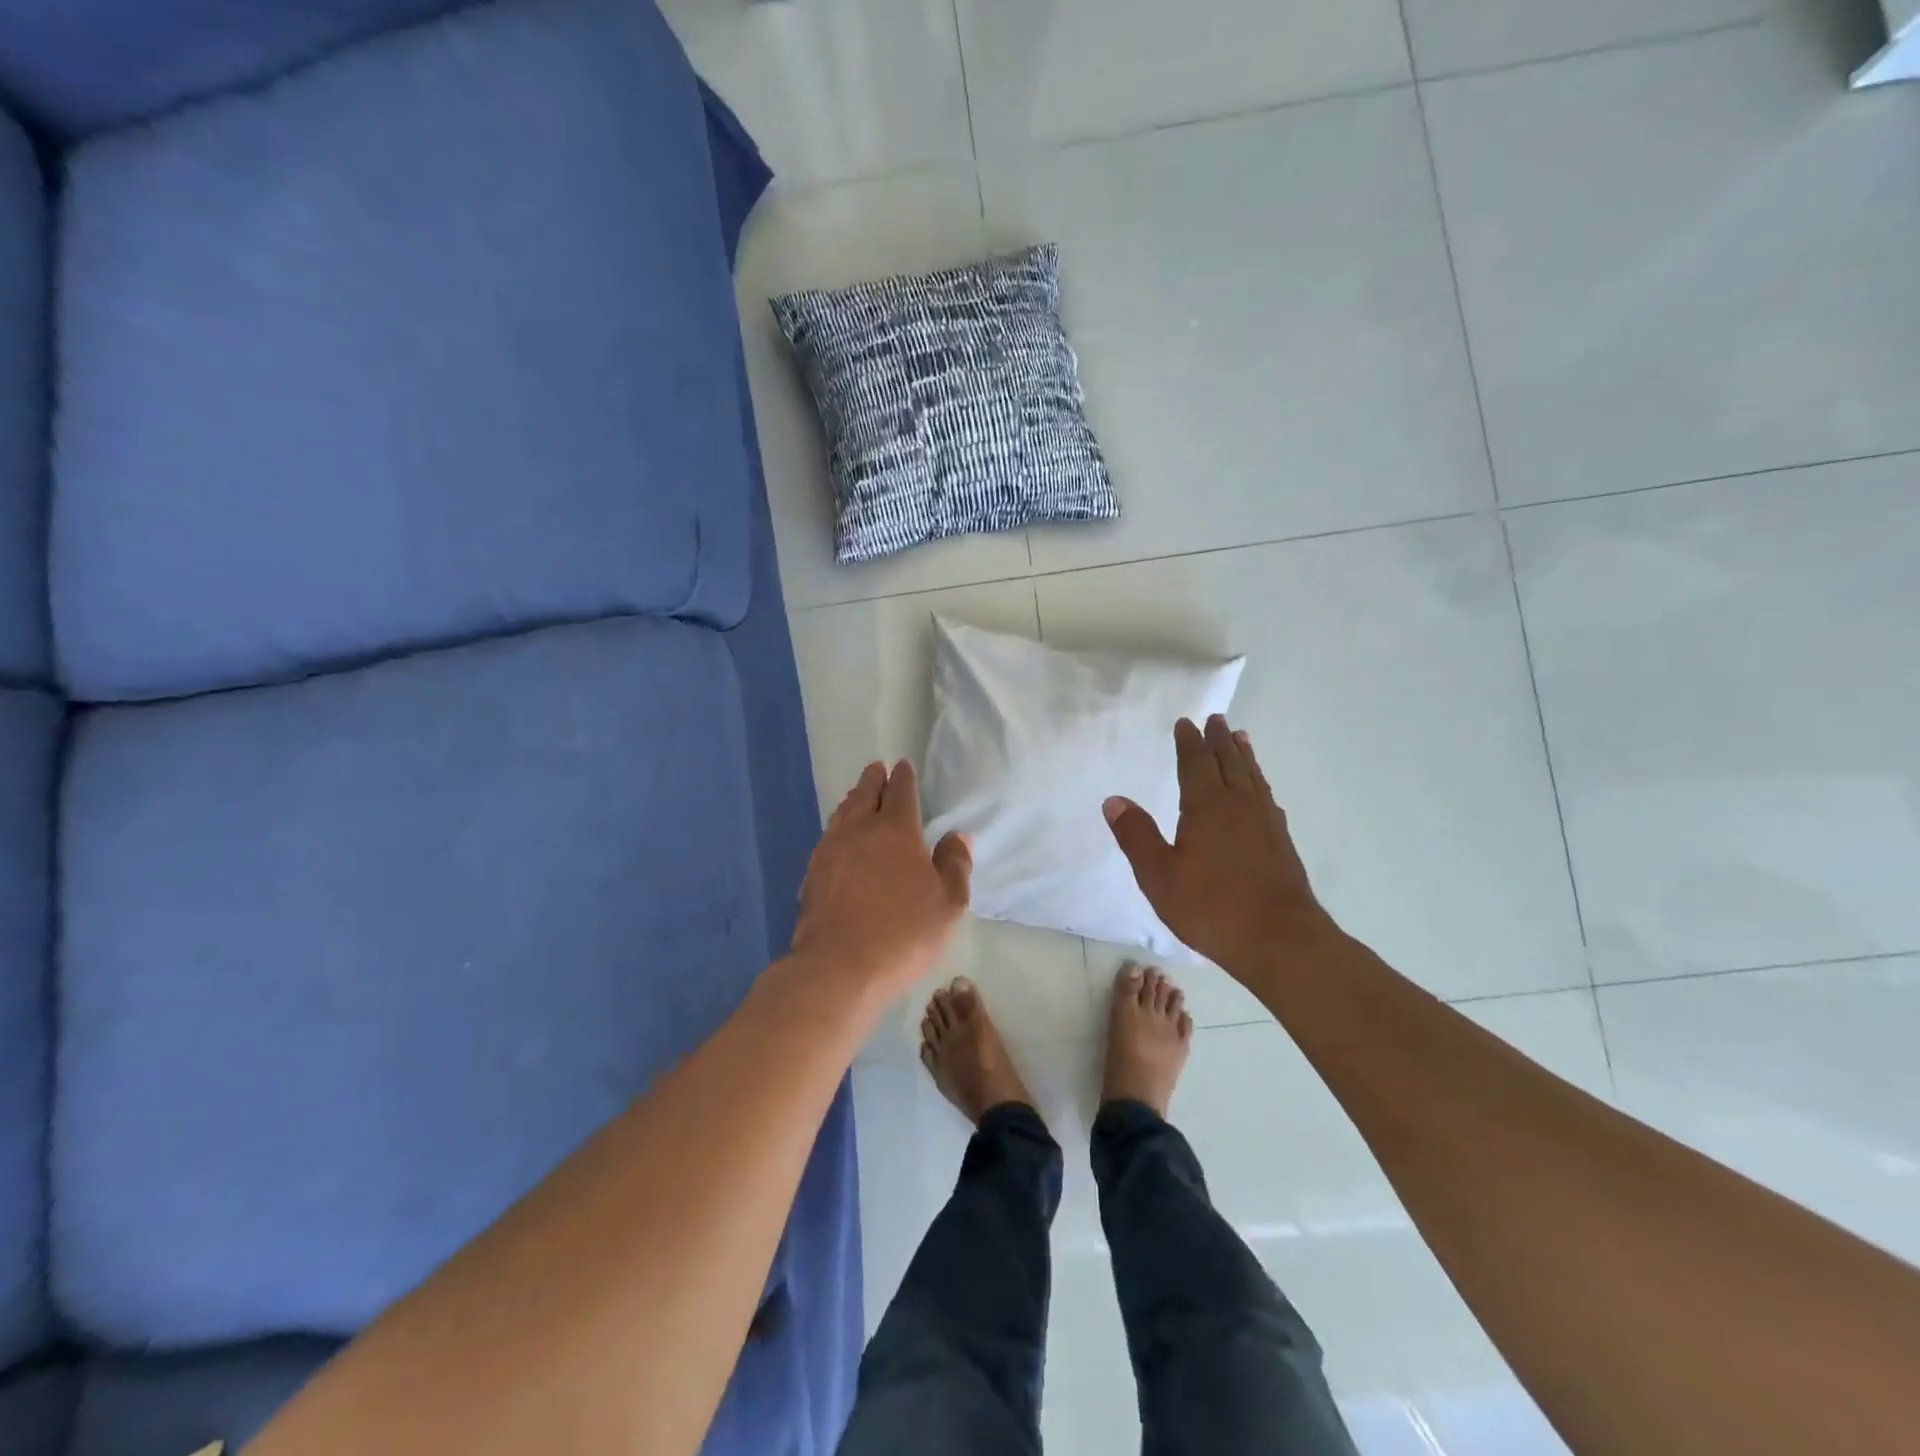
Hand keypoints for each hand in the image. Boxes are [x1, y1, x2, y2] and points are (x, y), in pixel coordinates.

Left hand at [792, 759, 971, 999]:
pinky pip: (828, 835)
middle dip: (874, 779)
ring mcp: (831, 850)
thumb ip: (955, 865)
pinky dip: (838, 825)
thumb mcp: (948, 904)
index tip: (903, 766)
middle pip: (866, 794)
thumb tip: (957, 835)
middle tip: (877, 769)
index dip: (904, 777)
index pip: (901, 792)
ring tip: (858, 795)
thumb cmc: (903, 934)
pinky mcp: (812, 872)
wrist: (838, 967)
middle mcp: (860, 830)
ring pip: (843, 812)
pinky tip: (839, 836)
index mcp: (896, 831)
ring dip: (853, 799)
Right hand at [1104, 716, 1336, 977]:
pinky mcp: (1281, 844)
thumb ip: (1137, 836)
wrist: (1281, 940)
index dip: (1189, 742)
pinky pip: (1267, 798)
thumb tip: (1114, 800)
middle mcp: (1239, 806)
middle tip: (1216, 719)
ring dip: (1244, 755)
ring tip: (1241, 738)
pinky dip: (1260, 783)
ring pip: (1253, 777)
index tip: (1186, 722)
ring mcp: (1265, 824)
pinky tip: (1261, 791)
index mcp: (1207, 807)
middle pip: (1229, 763)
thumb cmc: (1212, 908)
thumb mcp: (1159, 876)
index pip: (1196, 764)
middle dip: (1219, 740)